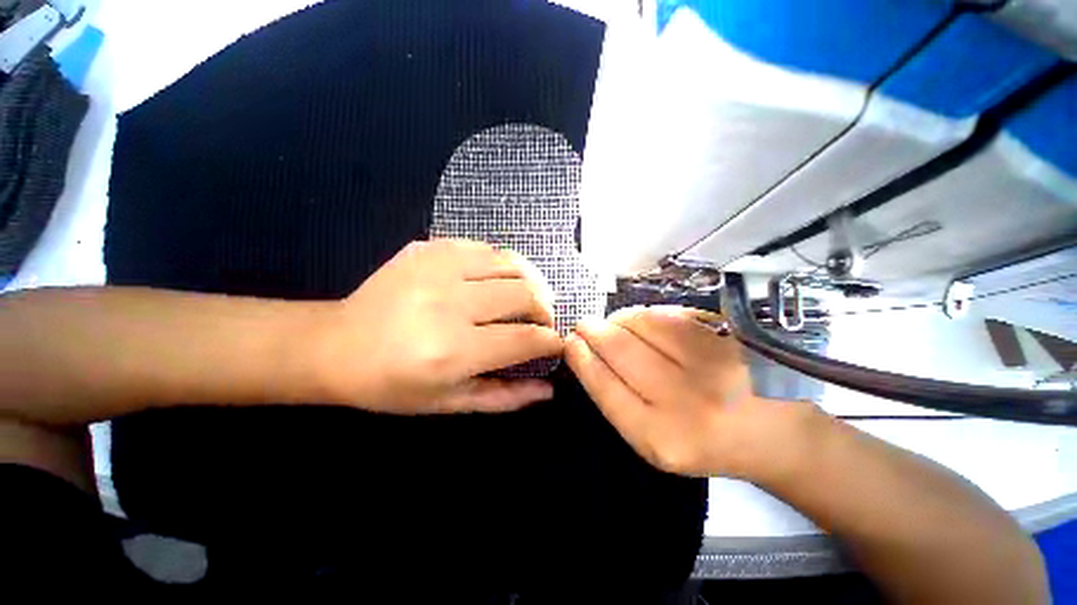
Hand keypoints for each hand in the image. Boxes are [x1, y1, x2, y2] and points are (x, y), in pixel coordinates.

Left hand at [318, 239, 563, 413]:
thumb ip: (505, 397)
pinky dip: (504, 265)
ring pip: (511, 264)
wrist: (335, 344)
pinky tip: (498, 281)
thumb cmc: (392, 384)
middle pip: (524, 294)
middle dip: (545, 310)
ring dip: (531, 282)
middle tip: (542, 321)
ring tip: (528, 297)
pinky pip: (486, 249)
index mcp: (452, 351)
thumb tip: (549, 389)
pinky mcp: (430, 248)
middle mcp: (449, 304)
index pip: (525, 338)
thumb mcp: (449, 402)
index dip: (551, 341)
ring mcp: (438, 268)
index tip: (556, 343)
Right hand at [565, 305, 814, 480]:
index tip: (570, 342)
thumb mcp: (653, 439)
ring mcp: (709, 364)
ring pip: (641, 323)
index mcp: (658, 437)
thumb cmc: (704, 440)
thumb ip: (618, 400)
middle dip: (592, 330)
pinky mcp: (727, 338)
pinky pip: (669, 314)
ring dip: (617, 319)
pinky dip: (646, 314)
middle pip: (618, 348)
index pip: (603, 384)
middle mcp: (683, 401)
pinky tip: (642, 321)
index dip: (581, 356)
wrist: (773, 432)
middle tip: (584, 325)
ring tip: (613, 323)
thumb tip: (588, 354)